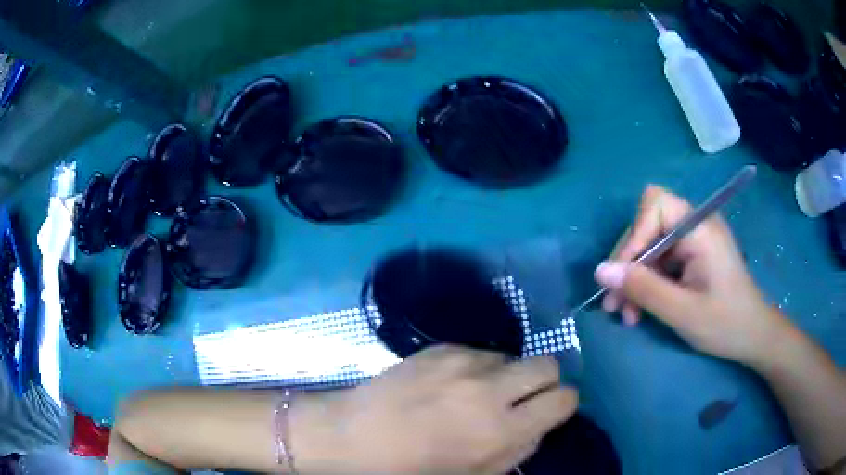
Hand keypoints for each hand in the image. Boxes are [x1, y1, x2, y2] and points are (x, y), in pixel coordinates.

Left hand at [292, 345, 577, 474]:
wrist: (353, 437)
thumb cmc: (411, 469)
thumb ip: (516, 451)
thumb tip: (536, 426)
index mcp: (501, 430)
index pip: (564, 399)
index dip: (563, 405)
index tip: (550, 412)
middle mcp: (489, 389)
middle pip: (548, 364)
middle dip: (545, 381)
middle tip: (523, 399)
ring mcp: (462, 362)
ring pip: (511, 357)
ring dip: (505, 375)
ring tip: (476, 394)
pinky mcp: (440, 348)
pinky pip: (478, 352)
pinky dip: (476, 368)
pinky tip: (449, 385)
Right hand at [592, 185, 792, 364]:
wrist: (753, 336)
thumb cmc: (725, 324)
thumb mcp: (683, 312)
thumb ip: (644, 289)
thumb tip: (601, 271)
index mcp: (700, 228)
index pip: (656, 204)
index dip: (634, 234)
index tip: (621, 275)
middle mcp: (696, 225)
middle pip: (648, 225)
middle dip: (629, 263)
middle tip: (615, 303)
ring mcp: (694, 239)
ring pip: (650, 245)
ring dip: (634, 278)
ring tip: (626, 314)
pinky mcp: (693, 255)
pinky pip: (661, 259)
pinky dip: (647, 282)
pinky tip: (641, 309)